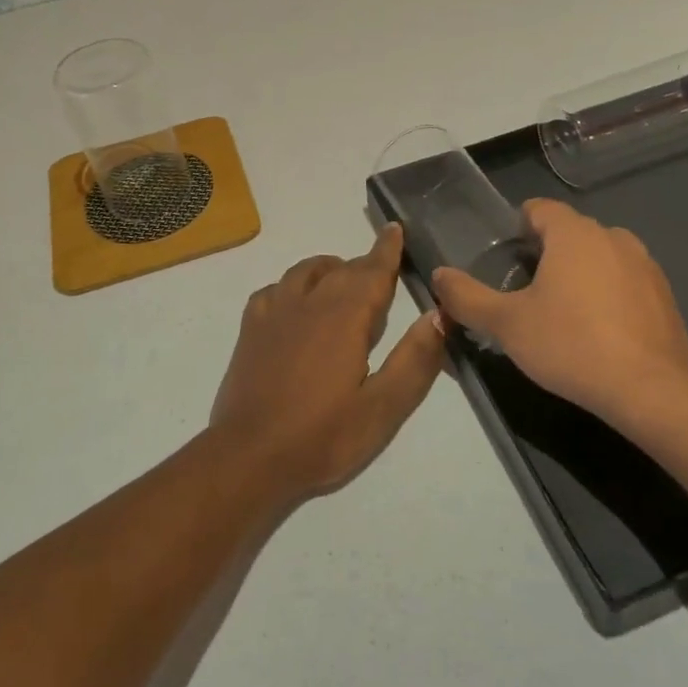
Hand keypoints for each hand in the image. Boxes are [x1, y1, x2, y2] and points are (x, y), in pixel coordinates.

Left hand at [208, 224, 445, 506]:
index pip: (372, 271)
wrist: (249, 457)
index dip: (387, 250)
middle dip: (364, 265)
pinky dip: (292, 286)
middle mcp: (309, 302)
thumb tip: (438, 315)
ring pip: (305, 272)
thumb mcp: (383, 408)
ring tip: (342, 284)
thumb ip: (414, 360)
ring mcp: (274, 312)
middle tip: (382, 273)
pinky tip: (296, 305)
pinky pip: (274, 289)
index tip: (395, 229)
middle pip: (342, 269)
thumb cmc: (322, 436)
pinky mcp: (250, 329)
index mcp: (344, 317)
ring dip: (329, 270)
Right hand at [430, 199, 687, 429]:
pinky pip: (625, 282)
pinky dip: (608, 295)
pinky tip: (598, 332)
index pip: (539, 209)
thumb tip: (439, 276)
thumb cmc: (571, 346)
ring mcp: (645, 265)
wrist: (650, 392)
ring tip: (561, 313)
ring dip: (579, 273)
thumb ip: (467, 297)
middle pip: (569, 232)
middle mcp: (613, 237)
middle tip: (524, 292)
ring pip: (599, 257)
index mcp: (574, 233)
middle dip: (546, 253)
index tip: (504, 259)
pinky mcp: (665, 296)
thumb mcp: (507, 324)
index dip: (517, 227)